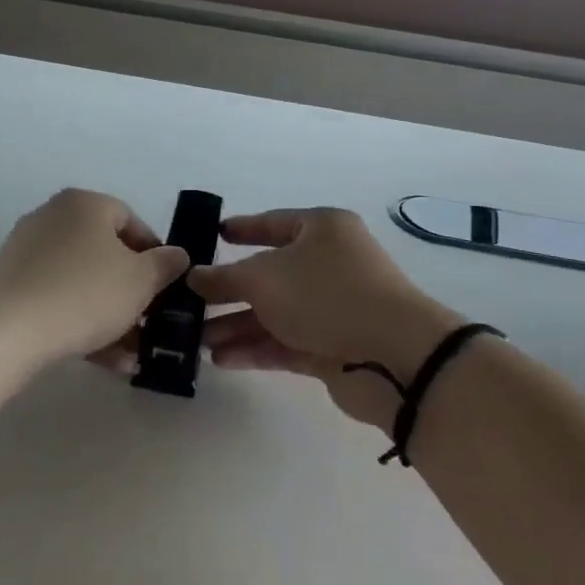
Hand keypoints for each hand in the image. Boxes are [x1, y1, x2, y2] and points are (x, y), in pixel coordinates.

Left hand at [0, 189, 189, 365]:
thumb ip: (165, 265)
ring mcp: (28, 251)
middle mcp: (54, 218)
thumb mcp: (140, 280)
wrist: (6, 330)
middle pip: (106, 254)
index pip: (131, 221)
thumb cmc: (85, 293)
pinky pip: (57, 299)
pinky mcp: (11, 285)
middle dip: (132, 293)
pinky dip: (82, 323)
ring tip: (132, 354)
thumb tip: (176, 255)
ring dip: (111, 316)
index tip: (167, 288)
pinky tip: (105, 360)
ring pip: (83, 282)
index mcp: (85, 204)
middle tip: (150, 323)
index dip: (155, 255)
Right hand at [187, 208, 462, 426]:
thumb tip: (193, 276)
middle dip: (229, 291)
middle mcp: (330, 264)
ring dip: (237, 325)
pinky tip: (222, 361)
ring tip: (198, 341)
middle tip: (190, 303)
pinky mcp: (334, 345)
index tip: (214, 235)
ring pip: (276, 312)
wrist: (394, 356)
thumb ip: (223, 277)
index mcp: (322, 230)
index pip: (274, 223)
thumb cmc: (325, 295)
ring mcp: (334, 307)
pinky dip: (256, 348)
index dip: (243, 229)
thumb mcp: (263, 277)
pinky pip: (286, 342)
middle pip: (270, 274)